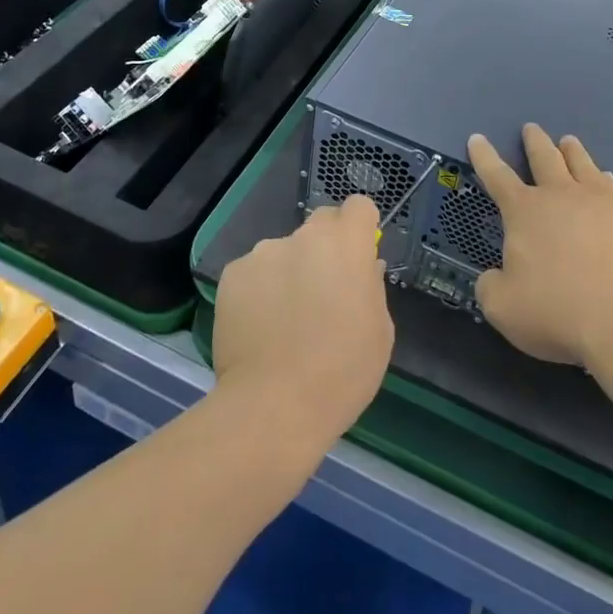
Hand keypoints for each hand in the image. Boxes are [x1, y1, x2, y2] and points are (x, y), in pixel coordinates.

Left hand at [213, 197, 393, 461]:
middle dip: (326, 246)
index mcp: (347, 245)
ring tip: (284, 319)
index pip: (358, 206)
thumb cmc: (342, 373)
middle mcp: (304, 236)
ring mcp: (264, 252)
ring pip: (284, 251)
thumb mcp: (380, 332)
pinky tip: (258, 327)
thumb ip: (371, 287)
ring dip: (289, 270)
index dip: (360, 227)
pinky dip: (259, 290)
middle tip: (323, 290)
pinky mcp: (232, 274)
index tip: (359, 254)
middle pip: (320, 223)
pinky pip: (254, 273)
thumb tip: (363, 268)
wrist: (274, 406)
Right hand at [468, 125, 612, 368]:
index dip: (484, 156)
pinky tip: (610, 185)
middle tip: (531, 128)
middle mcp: (562, 195)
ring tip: (569, 141)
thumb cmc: (556, 311)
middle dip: (535, 141)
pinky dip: (607, 184)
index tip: (477, 137)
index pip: (497, 176)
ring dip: (573, 151)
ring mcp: (602, 202)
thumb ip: (491, 286)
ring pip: (583, 164)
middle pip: (545, 157)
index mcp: (525, 211)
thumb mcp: (503, 307)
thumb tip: (495, 277)